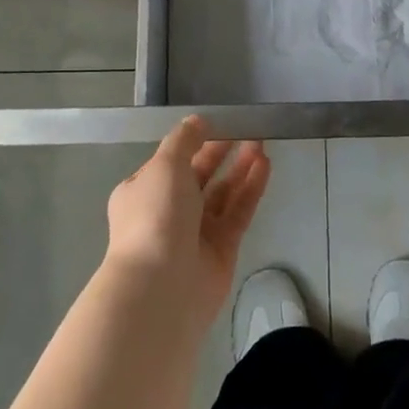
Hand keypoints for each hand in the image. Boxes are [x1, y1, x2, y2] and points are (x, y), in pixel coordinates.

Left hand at [106, 117, 270, 327]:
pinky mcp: (222, 249)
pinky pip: (238, 212)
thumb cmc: (155, 217)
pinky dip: (250, 189)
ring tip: (261, 142)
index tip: (218, 124)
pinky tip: (265, 166)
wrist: (161, 287)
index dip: (193, 143)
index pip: (170, 163)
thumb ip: (183, 140)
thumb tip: (198, 121)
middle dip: (221, 153)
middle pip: (199, 176)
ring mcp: (196, 232)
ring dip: (240, 168)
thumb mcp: (164, 166)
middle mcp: (168, 212)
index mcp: (143, 192)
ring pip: (222, 194)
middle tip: (246, 129)